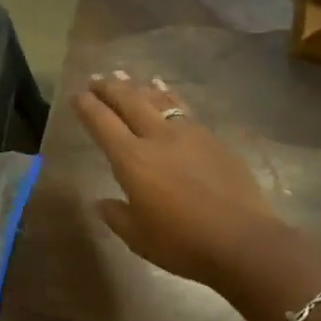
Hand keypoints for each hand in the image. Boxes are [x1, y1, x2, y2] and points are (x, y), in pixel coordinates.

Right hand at [73, 72, 289, 292]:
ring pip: (158, 100)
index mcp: (132, 160)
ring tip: (125, 76)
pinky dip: (168, 97)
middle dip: (109, 88)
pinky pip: (183, 109)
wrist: (243, 241)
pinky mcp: (213, 140)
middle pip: (129, 102)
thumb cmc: (183, 244)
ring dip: (138, 87)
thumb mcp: (138, 237)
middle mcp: (157, 138)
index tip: (76, 96)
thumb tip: (101, 203)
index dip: (87, 107)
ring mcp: (189, 135)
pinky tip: (165, 92)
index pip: (102, 123)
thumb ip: (116, 216)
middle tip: (96, 79)